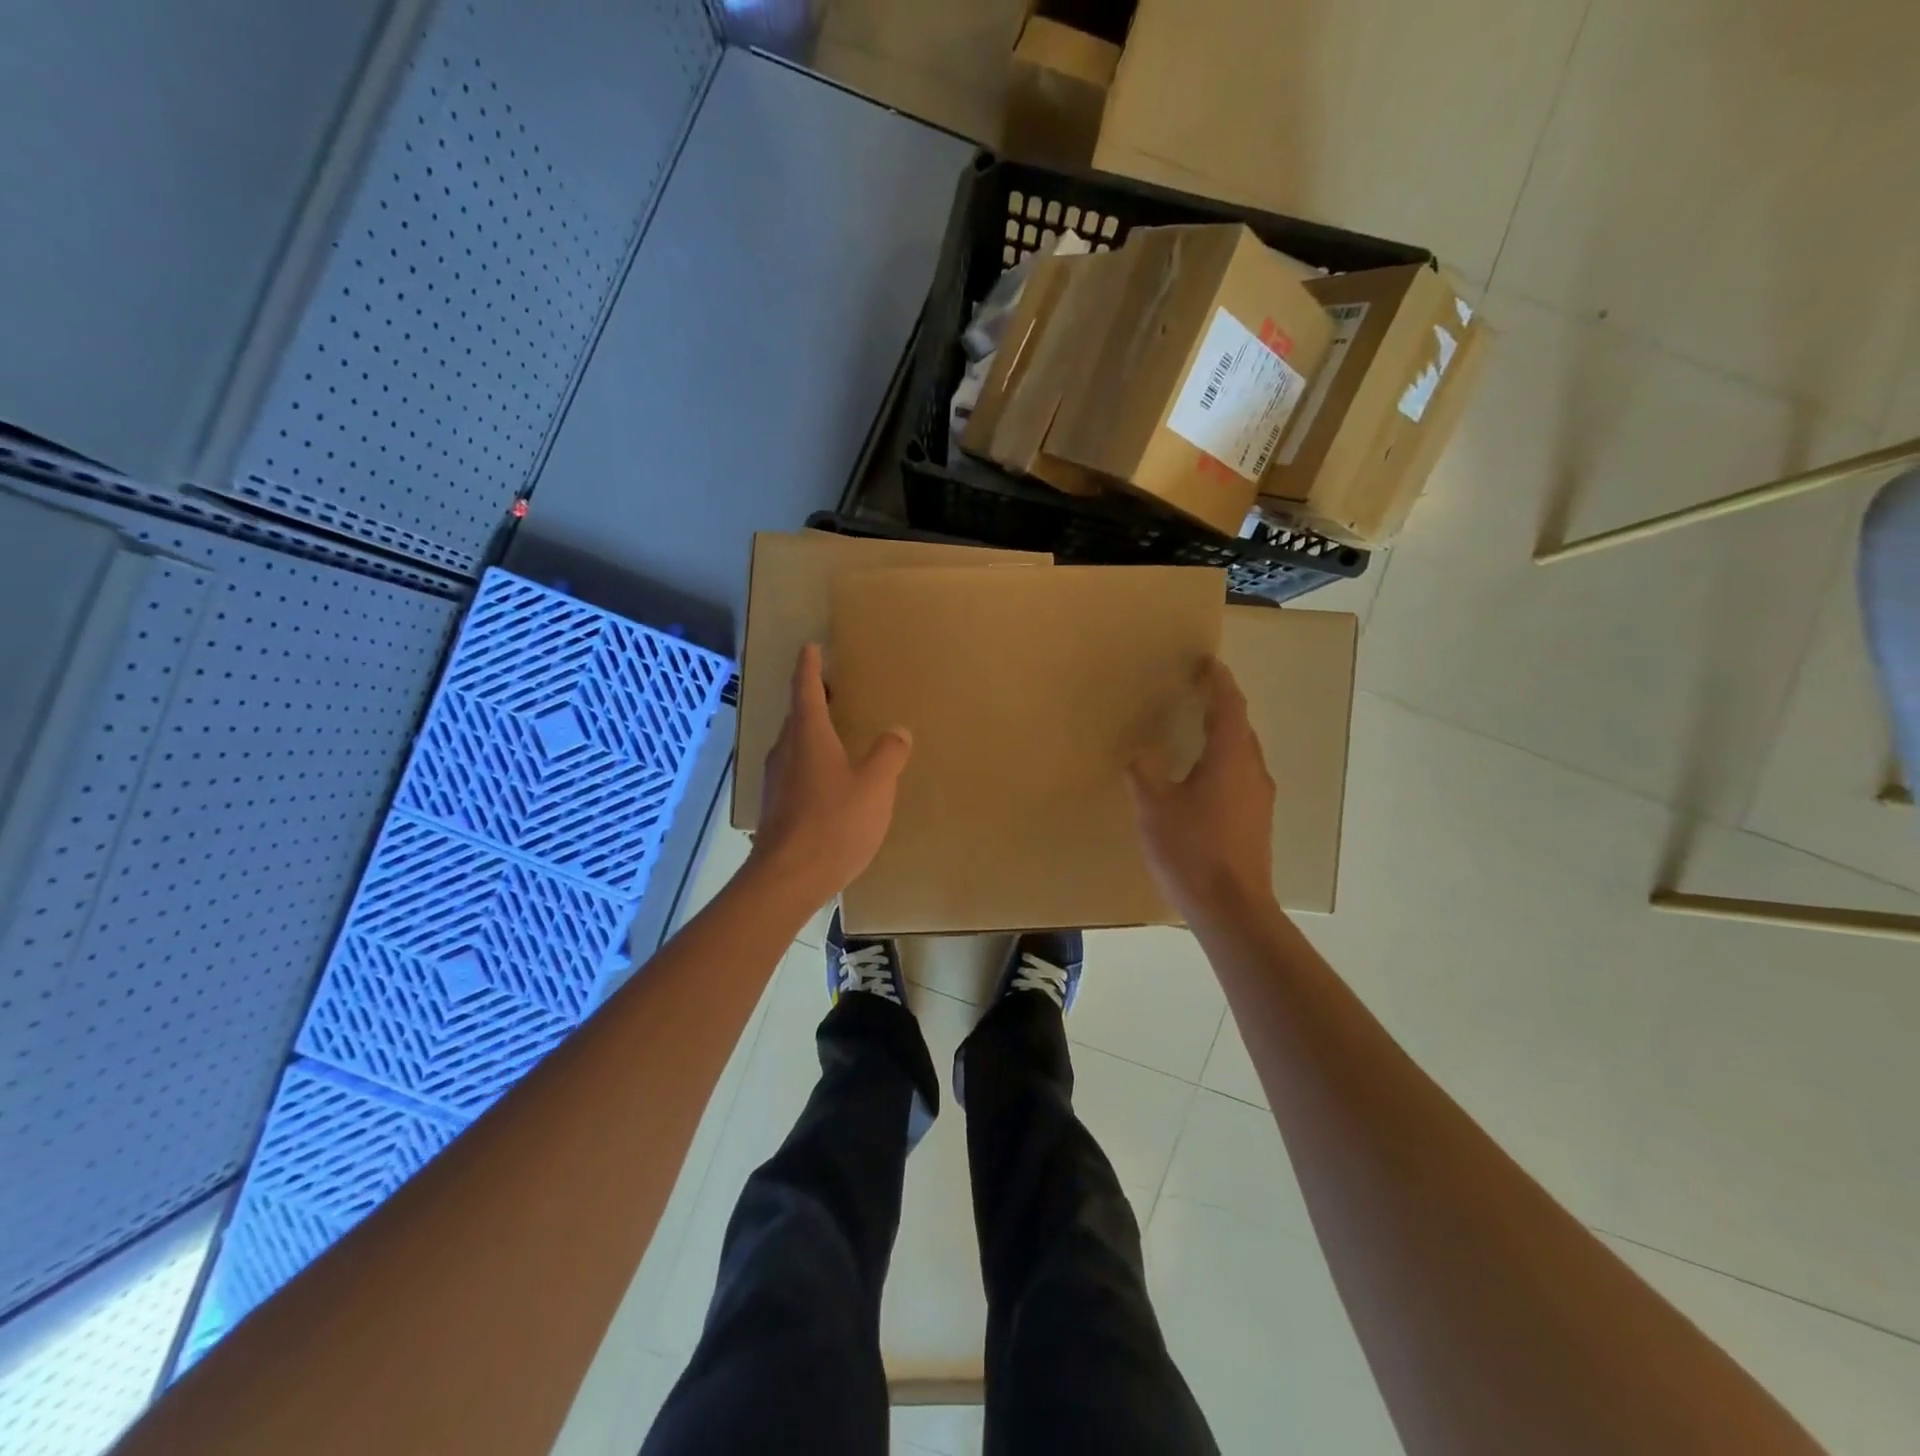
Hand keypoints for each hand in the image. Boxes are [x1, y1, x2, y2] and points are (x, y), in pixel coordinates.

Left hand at [751, 643, 911, 903]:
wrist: (788, 879)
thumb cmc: (833, 824)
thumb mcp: (874, 786)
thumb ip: (888, 755)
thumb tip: (897, 732)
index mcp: (808, 736)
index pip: (805, 689)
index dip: (810, 667)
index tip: (811, 647)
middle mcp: (785, 751)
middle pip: (797, 716)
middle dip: (813, 699)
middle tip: (832, 688)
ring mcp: (776, 781)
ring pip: (794, 744)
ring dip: (811, 732)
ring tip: (834, 731)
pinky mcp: (776, 807)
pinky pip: (794, 770)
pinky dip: (810, 761)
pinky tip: (828, 779)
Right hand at [1127, 657, 1276, 921]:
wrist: (1232, 908)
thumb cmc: (1191, 850)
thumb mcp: (1154, 808)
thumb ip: (1144, 773)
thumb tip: (1140, 754)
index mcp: (1230, 758)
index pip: (1229, 706)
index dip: (1219, 681)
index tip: (1207, 662)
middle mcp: (1253, 771)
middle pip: (1240, 727)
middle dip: (1221, 705)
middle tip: (1195, 692)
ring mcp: (1260, 798)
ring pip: (1243, 752)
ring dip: (1223, 735)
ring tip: (1196, 729)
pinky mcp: (1258, 821)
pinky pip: (1242, 775)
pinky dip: (1224, 760)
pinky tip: (1202, 776)